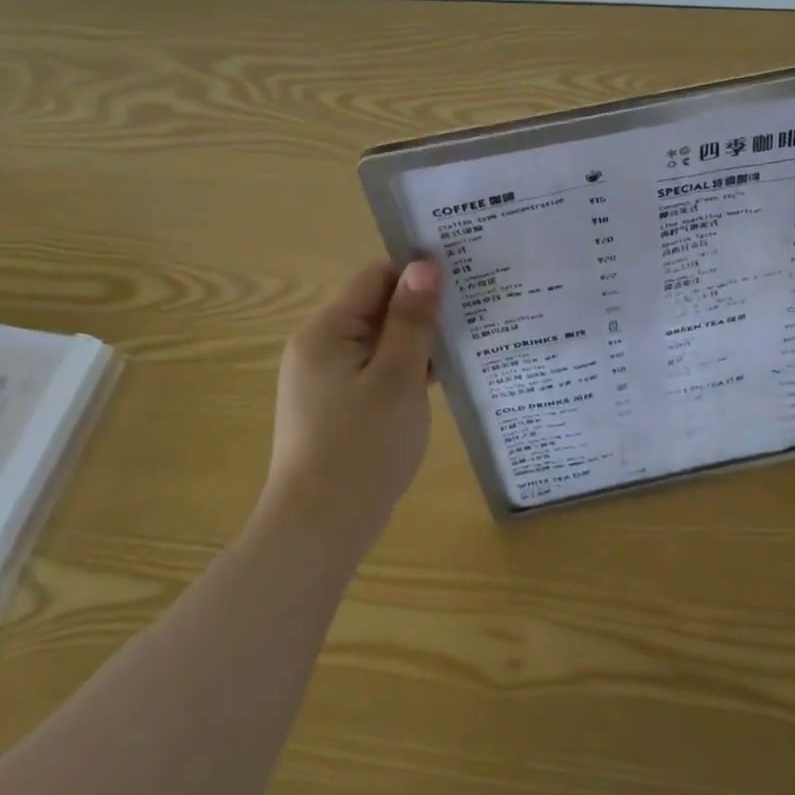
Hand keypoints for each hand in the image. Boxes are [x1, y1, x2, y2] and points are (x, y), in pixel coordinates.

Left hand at [262, 259, 441, 558]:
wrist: (320, 530)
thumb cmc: (362, 447)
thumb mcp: (397, 377)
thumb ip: (412, 318)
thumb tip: (425, 263)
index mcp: (326, 332)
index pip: (376, 277)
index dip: (418, 274)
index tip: (463, 282)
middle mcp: (320, 348)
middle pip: (378, 308)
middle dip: (422, 310)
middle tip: (474, 313)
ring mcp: (328, 380)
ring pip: (381, 342)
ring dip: (418, 342)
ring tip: (466, 344)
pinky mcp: (339, 408)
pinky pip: (377, 371)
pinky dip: (406, 371)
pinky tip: (440, 380)